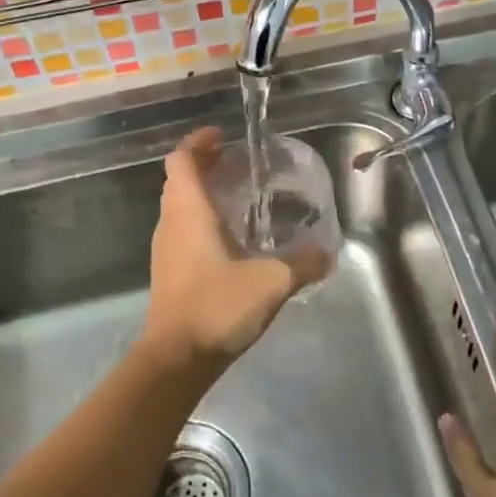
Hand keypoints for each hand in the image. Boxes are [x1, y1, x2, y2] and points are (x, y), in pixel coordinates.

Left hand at [142, 127, 329, 373]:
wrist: (175, 360)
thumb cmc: (216, 307)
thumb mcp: (271, 282)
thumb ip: (303, 264)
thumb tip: (329, 251)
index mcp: (188, 211)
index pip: (181, 160)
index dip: (198, 142)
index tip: (222, 136)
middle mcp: (171, 223)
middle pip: (179, 179)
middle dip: (205, 164)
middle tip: (238, 162)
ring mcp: (166, 249)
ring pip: (179, 206)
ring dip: (202, 193)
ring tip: (239, 195)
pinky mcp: (169, 272)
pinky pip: (182, 230)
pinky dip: (201, 220)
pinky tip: (231, 238)